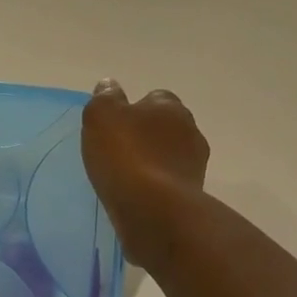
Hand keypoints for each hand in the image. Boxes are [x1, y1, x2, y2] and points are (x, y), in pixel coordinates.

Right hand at [82, 80, 209, 268]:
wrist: (154, 211)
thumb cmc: (126, 156)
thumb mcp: (102, 116)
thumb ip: (105, 98)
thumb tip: (109, 85)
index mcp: (170, 107)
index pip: (155, 98)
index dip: (135, 109)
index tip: (116, 125)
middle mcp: (190, 131)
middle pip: (165, 128)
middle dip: (147, 136)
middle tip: (119, 151)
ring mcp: (194, 166)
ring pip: (169, 157)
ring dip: (153, 163)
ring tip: (126, 178)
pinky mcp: (193, 196)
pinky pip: (169, 185)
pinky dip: (156, 188)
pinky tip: (137, 197)